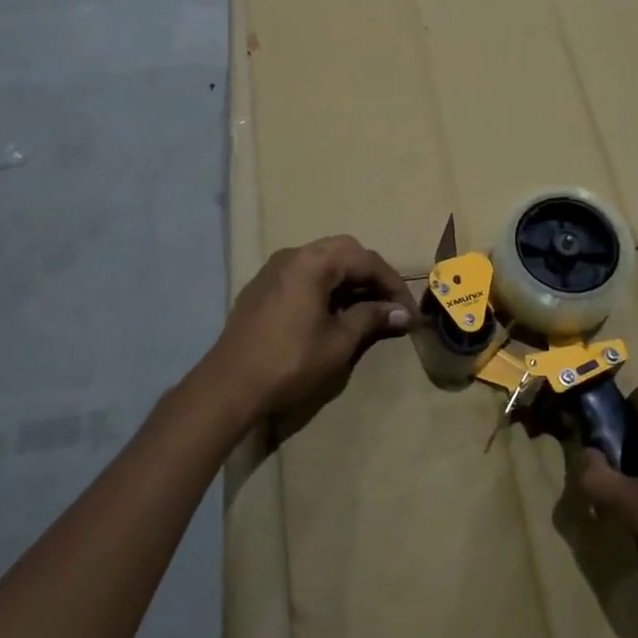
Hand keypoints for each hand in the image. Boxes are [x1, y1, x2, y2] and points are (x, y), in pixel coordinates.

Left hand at [202, 235, 413, 428]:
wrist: (229, 386)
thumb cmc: (290, 361)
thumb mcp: (339, 341)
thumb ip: (372, 318)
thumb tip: (402, 313)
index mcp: (314, 262)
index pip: (365, 260)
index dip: (392, 284)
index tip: (408, 311)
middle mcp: (293, 255)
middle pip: (344, 251)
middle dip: (371, 274)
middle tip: (388, 303)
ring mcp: (273, 269)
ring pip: (322, 260)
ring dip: (347, 278)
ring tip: (365, 307)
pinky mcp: (262, 287)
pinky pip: (303, 273)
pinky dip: (325, 284)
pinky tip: (332, 311)